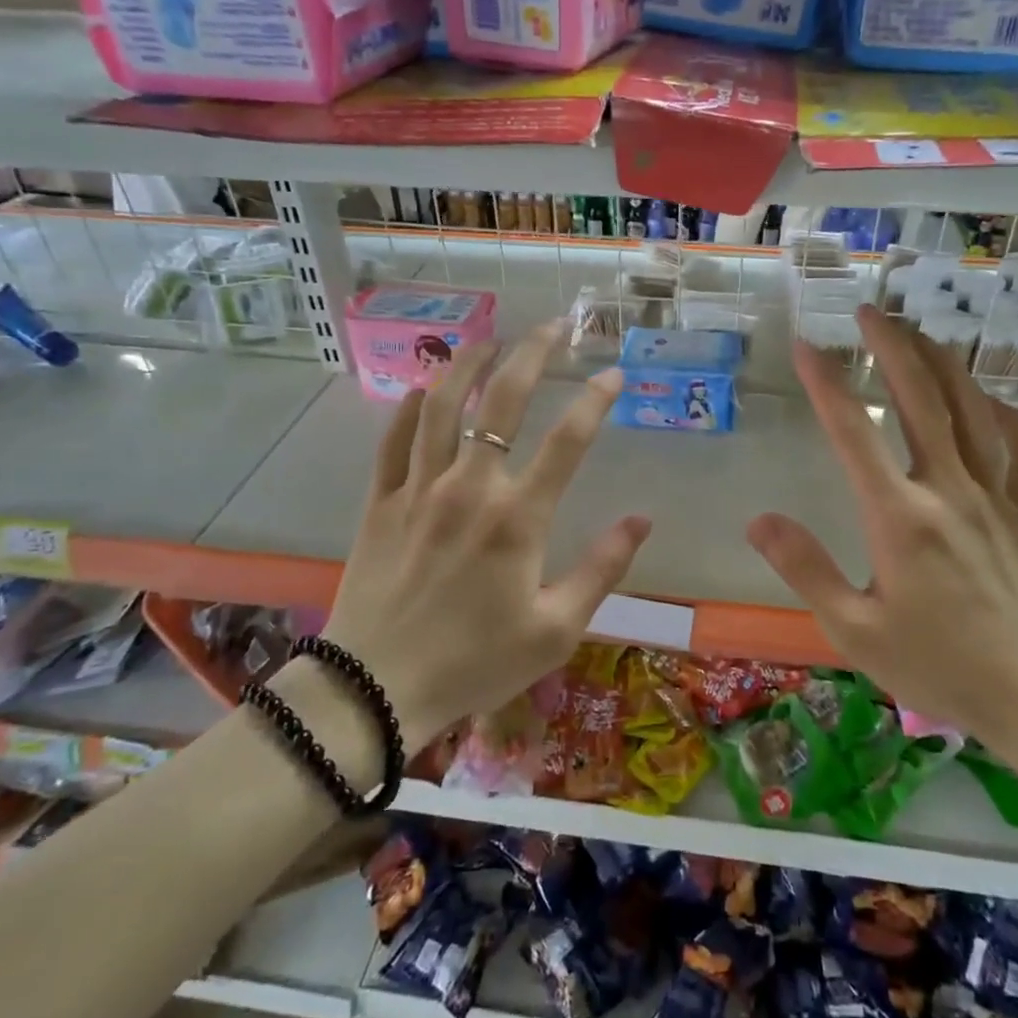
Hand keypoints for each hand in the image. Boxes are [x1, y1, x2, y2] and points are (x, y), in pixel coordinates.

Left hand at [320, 320, 650, 749]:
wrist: (375, 691)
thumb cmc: (474, 663)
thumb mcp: (555, 630)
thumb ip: (602, 569)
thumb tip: (642, 520)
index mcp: (517, 518)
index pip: (567, 441)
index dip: (594, 400)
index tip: (612, 373)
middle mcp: (468, 488)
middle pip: (502, 402)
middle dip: (532, 355)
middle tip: (553, 326)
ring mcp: (418, 490)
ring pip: (442, 407)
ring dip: (468, 365)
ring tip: (490, 338)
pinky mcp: (380, 504)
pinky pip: (392, 441)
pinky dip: (409, 409)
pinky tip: (424, 389)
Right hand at [746, 305, 1017, 753]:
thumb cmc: (940, 666)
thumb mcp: (854, 630)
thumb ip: (804, 568)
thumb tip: (759, 521)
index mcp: (899, 516)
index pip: (854, 432)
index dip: (827, 384)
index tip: (807, 345)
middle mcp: (947, 489)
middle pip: (921, 398)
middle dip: (893, 347)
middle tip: (870, 311)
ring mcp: (994, 496)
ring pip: (972, 409)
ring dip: (943, 364)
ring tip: (921, 333)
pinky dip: (1006, 415)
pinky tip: (990, 401)